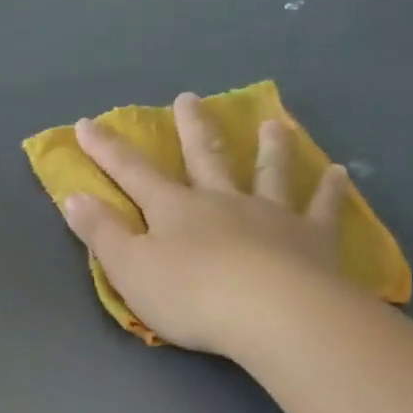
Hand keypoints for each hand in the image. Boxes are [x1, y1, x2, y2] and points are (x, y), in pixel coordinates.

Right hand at [61, 92, 352, 356]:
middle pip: (205, 156)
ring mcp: (270, 215)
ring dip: (269, 147)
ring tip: (272, 124)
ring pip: (268, 172)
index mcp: (174, 210)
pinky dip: (329, 190)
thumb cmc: (190, 296)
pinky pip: (321, 208)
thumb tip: (73, 197)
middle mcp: (222, 201)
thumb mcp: (129, 270)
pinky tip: (338, 173)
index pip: (133, 173)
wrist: (270, 314)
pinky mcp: (311, 238)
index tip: (88, 123)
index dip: (108, 149)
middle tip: (189, 98)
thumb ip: (102, 233)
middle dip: (192, 127)